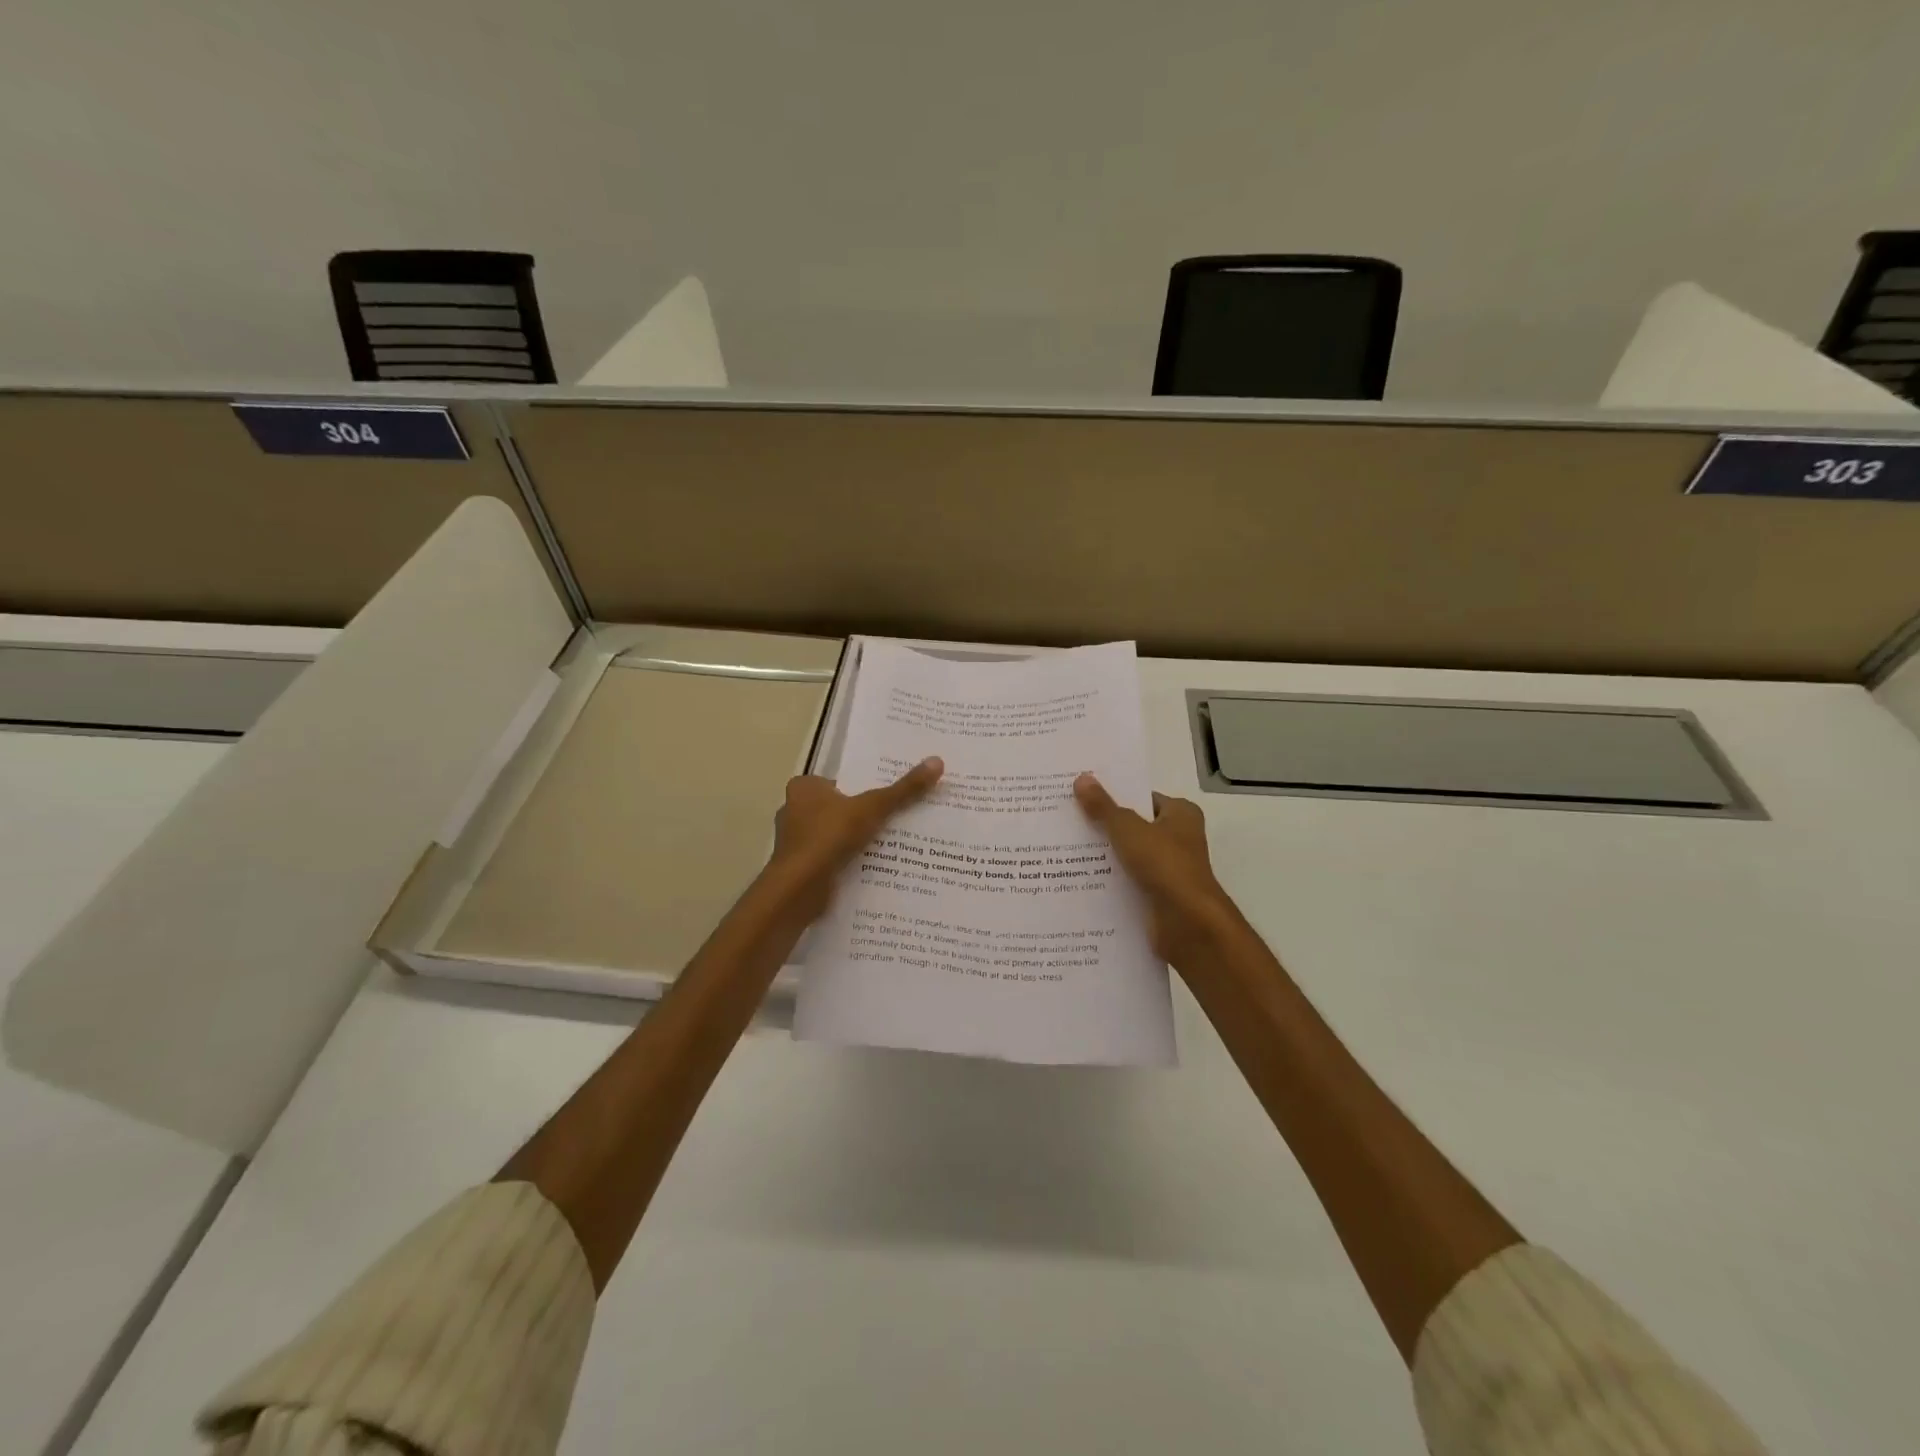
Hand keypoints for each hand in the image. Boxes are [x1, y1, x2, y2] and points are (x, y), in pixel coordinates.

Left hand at [766, 757, 944, 920]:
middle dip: (859, 816)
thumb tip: (937, 761)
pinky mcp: (798, 867)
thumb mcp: (873, 807)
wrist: (800, 887)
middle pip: (836, 809)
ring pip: (832, 835)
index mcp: (804, 788)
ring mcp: (794, 841)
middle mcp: (793, 810)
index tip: (885, 798)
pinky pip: (828, 858)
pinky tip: (868, 867)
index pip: (837, 782)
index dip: (861, 789)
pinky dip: (845, 862)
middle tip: (893, 820)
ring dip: (852, 841)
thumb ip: (904, 789)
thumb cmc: (830, 836)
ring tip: (886, 846)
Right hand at [1073, 773, 1239, 964]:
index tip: (1082, 794)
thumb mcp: (1127, 829)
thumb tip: (1081, 778)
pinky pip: (1128, 882)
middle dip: (1103, 826)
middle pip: (1133, 826)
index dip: (1114, 795)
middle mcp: (1178, 839)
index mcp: (1181, 814)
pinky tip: (1078, 878)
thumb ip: (1103, 806)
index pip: (1142, 797)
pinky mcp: (1158, 896)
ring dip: (1103, 856)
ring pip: (1128, 856)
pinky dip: (1109, 881)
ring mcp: (1169, 870)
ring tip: (1063, 848)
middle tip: (1065, 819)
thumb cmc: (1165, 865)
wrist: (1188, 924)